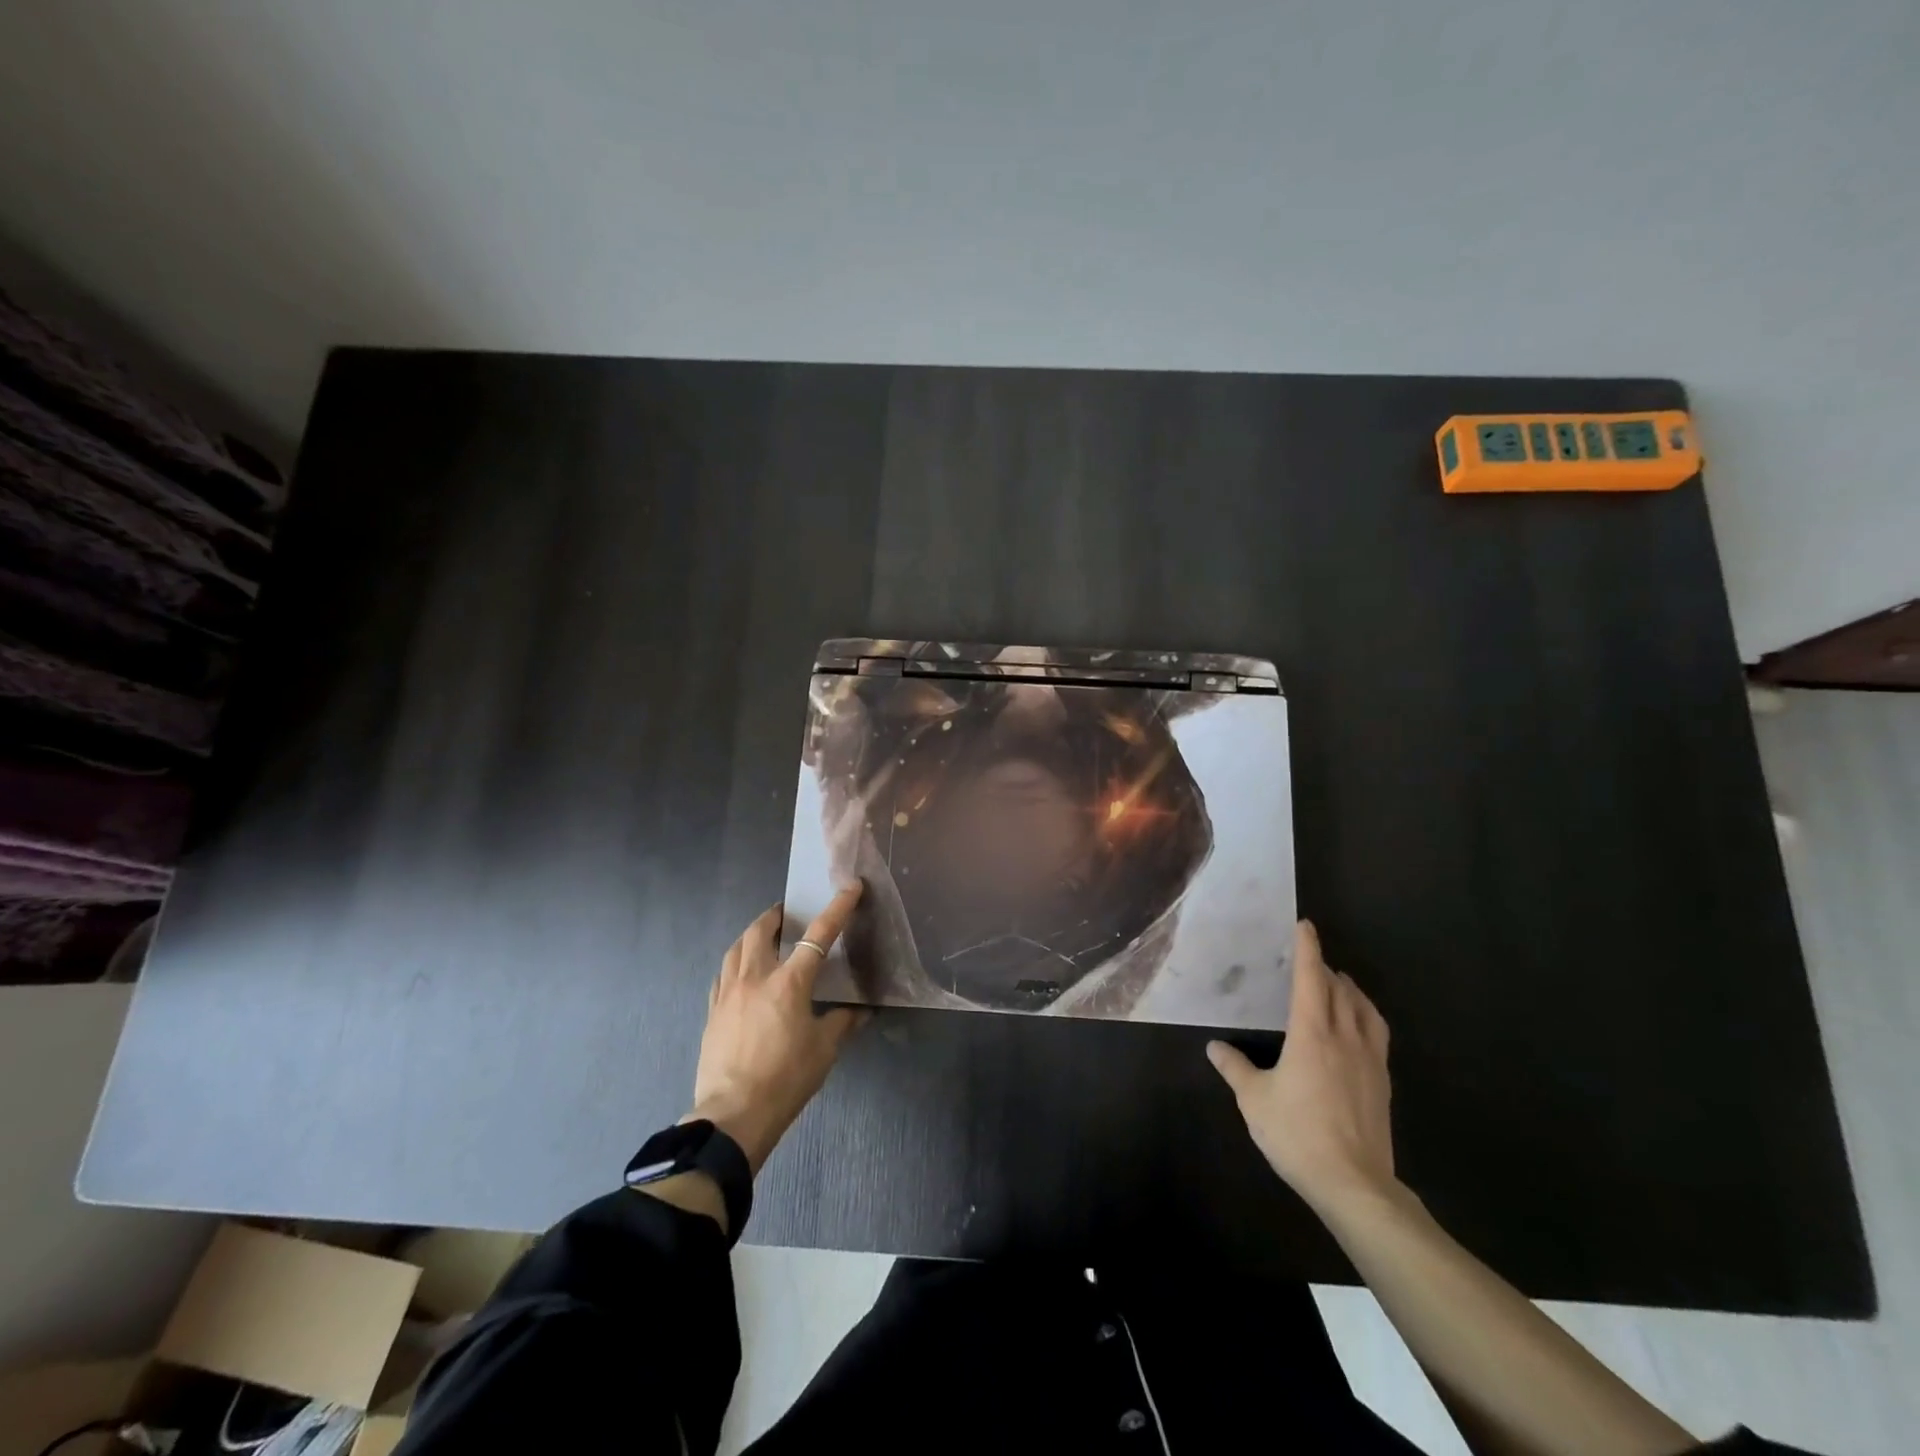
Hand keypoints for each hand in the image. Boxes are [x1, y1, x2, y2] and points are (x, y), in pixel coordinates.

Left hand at [689, 884, 868, 1173]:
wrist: (733, 1115)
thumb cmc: (786, 1079)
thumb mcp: (824, 1050)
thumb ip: (842, 1023)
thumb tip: (862, 1011)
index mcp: (788, 983)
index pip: (818, 936)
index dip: (837, 908)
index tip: (850, 887)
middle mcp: (755, 978)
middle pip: (762, 930)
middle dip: (777, 915)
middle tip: (788, 913)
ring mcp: (728, 993)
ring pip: (737, 947)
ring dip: (753, 934)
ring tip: (764, 935)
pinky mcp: (712, 1011)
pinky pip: (723, 972)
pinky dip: (735, 961)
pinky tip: (740, 971)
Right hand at [1206, 920, 1396, 1217]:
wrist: (1355, 1184)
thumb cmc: (1297, 1134)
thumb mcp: (1254, 1100)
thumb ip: (1234, 1068)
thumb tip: (1214, 1046)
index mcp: (1312, 1033)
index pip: (1312, 979)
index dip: (1308, 950)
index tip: (1305, 926)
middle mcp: (1345, 1037)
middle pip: (1340, 990)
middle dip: (1326, 969)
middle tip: (1311, 961)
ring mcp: (1370, 1060)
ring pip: (1365, 1010)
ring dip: (1351, 991)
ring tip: (1339, 986)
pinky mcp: (1382, 1083)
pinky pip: (1376, 1034)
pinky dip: (1365, 1017)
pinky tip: (1356, 1030)